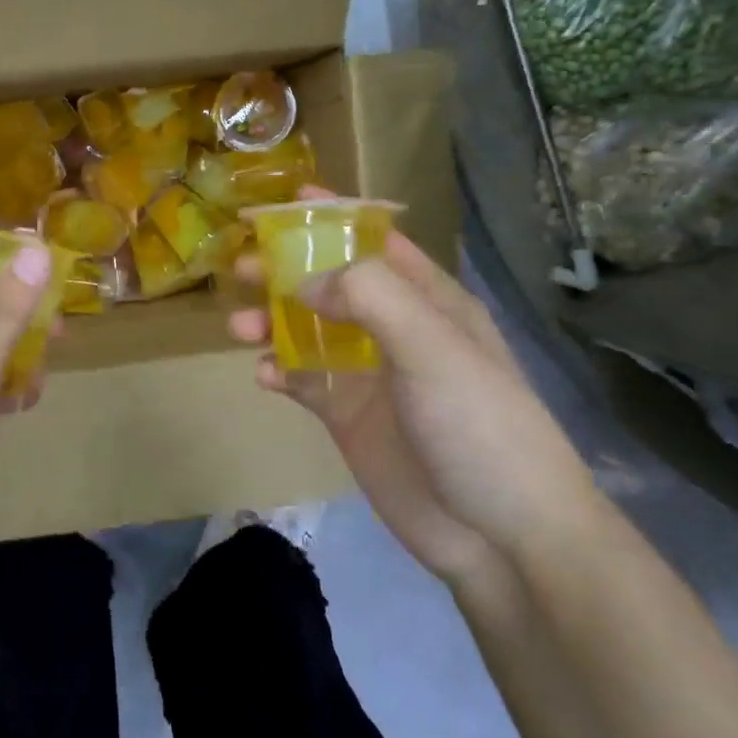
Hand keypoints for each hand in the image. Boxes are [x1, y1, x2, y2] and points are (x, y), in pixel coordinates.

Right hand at [227, 191, 597, 579]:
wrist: (500, 536)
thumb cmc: (477, 423)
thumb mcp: (432, 345)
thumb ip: (369, 297)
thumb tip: (304, 281)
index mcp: (428, 301)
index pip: (376, 242)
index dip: (333, 218)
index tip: (284, 200)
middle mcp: (396, 331)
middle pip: (331, 285)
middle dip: (286, 270)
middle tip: (240, 266)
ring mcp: (371, 375)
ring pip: (309, 332)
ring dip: (272, 323)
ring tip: (237, 327)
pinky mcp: (349, 417)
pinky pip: (303, 382)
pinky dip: (279, 372)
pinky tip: (262, 375)